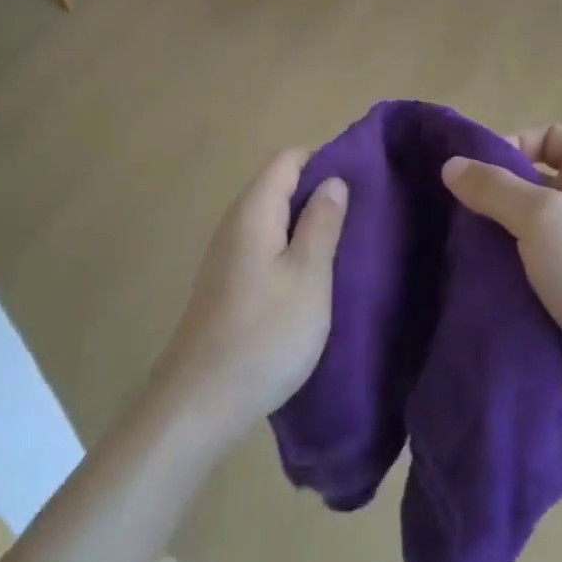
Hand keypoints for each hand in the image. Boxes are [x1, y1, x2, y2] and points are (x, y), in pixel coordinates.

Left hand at [151, 151, 347, 446]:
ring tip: (345, 247)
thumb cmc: (264, 335)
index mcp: (254, 211)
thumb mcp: (308, 276)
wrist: (200, 402)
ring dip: (307, 226)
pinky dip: (291, 251)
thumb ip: (322, 223)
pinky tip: (313, 278)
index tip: (361, 183)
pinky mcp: (227, 283)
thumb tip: (333, 180)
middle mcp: (235, 223)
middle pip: (279, 185)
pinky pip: (265, 247)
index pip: (288, 158)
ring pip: (274, 219)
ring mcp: (227, 254)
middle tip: (361, 217)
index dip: (324, 161)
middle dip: (319, 194)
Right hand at [442, 127, 561, 433]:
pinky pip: (526, 270)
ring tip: (454, 248)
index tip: (478, 173)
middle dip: (492, 195)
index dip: (513, 144)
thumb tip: (450, 164)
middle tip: (453, 213)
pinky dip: (502, 273)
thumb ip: (494, 187)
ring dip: (492, 238)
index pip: (549, 137)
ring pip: (523, 230)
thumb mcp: (543, 216)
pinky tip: (471, 280)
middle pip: (531, 184)